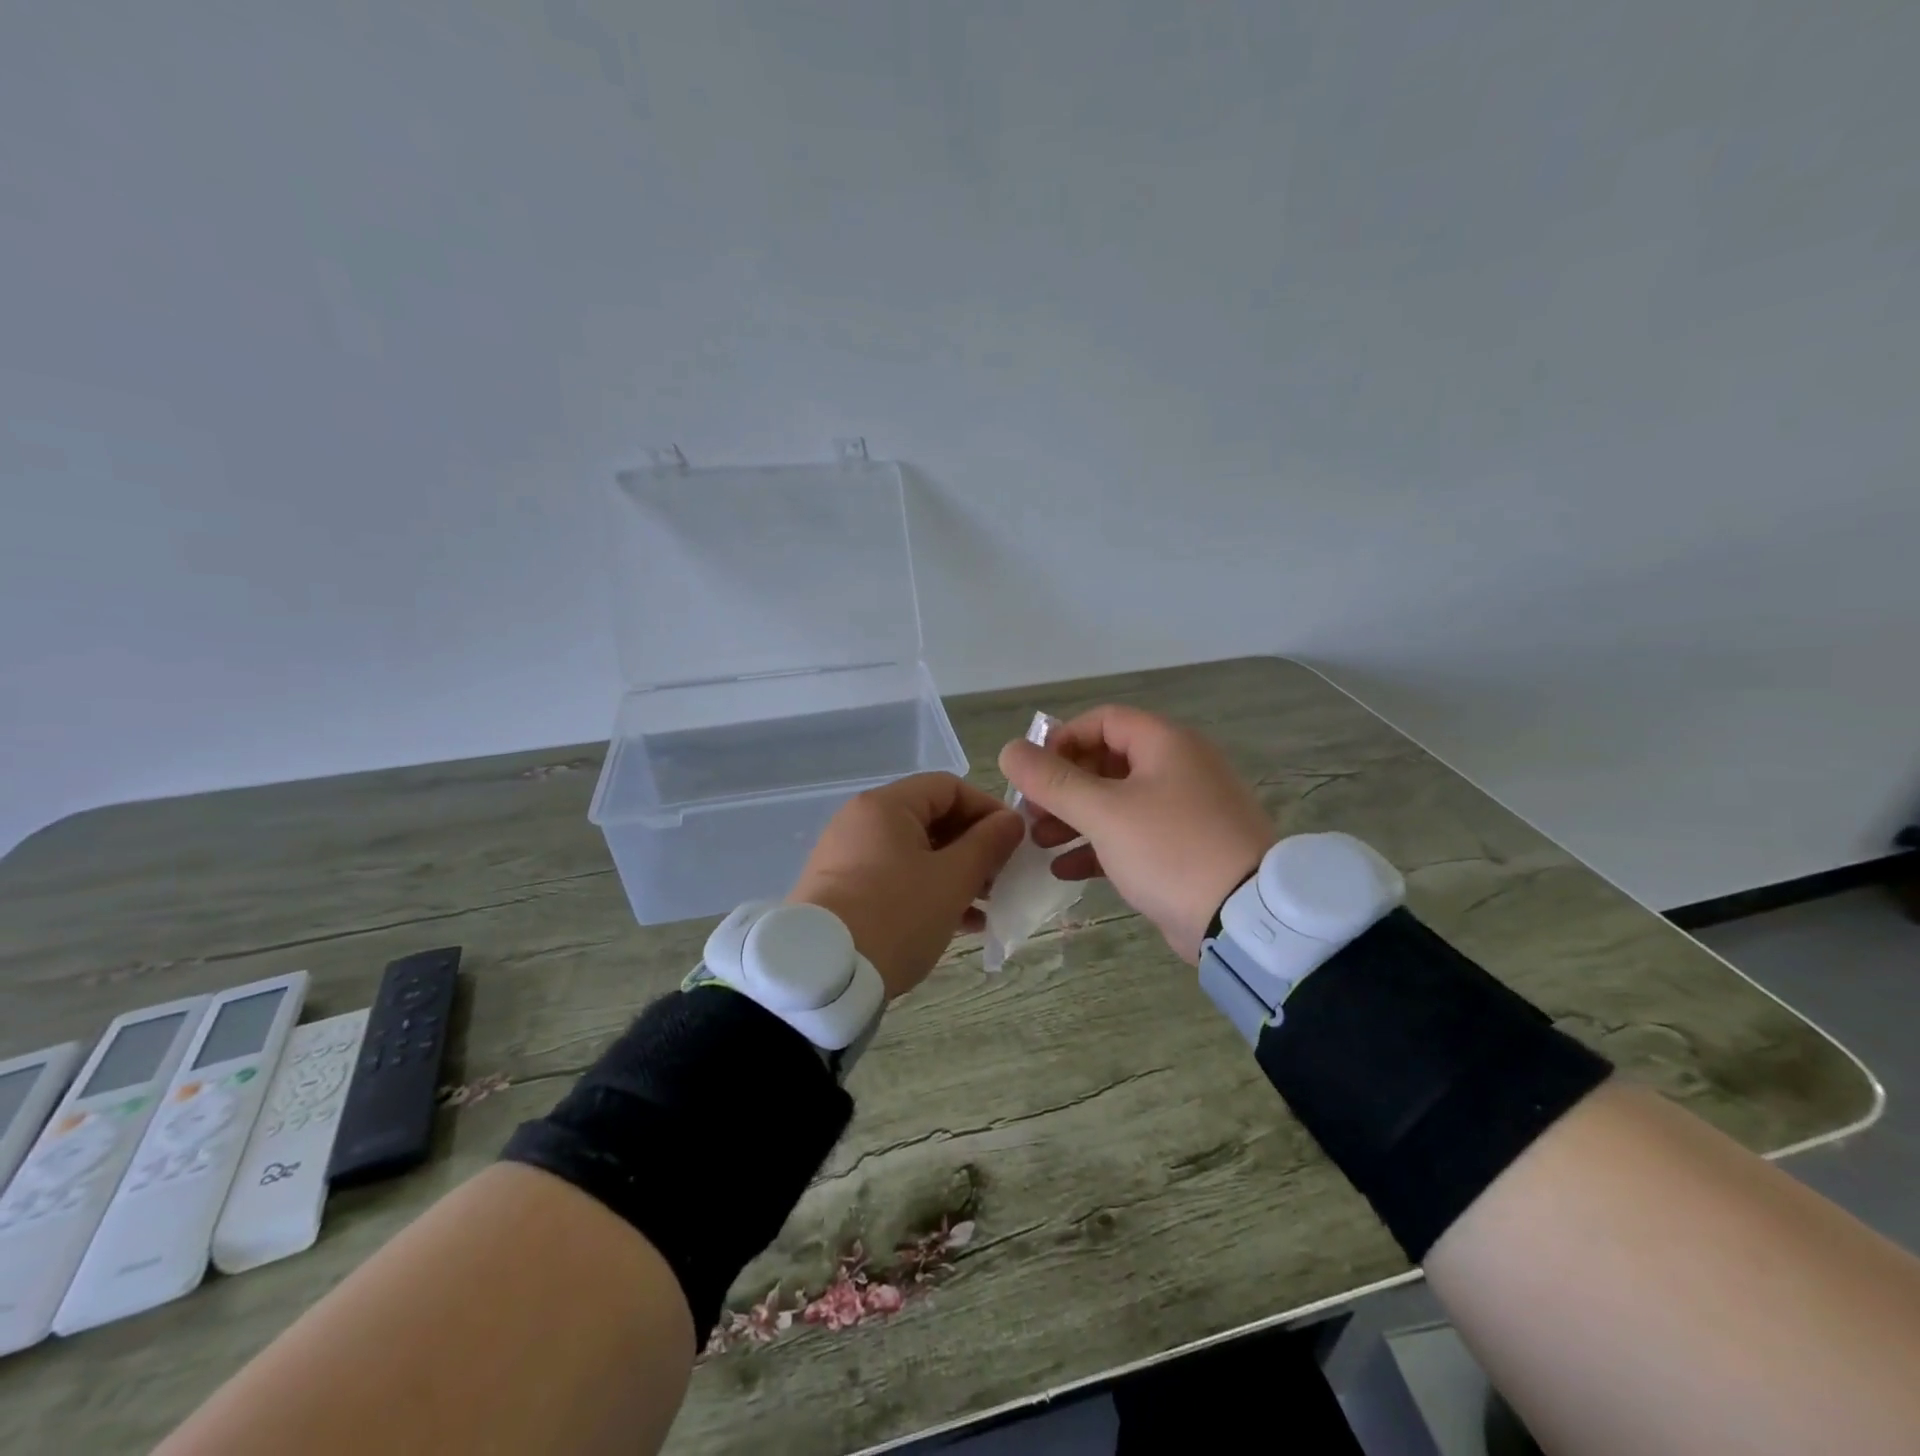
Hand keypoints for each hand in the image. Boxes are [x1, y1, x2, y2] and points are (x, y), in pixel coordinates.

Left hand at [789, 773, 1024, 1000]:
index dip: (987, 809)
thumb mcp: (952, 880)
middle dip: (974, 847)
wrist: (823, 975)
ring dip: (957, 873)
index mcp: (886, 806)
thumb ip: (988, 844)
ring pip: (917, 852)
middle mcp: (863, 822)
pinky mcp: (844, 890)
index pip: (949, 787)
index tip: (1014, 842)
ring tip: (987, 906)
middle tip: (1002, 878)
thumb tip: (1011, 821)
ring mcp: (849, 857)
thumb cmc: (896, 915)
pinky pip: (897, 877)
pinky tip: (961, 923)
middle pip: (932, 819)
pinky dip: (930, 891)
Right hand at [998, 706, 1276, 963]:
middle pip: (1107, 761)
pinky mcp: (1184, 849)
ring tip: (1039, 841)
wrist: (1244, 919)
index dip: (1062, 740)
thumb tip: (1009, 750)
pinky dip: (1098, 846)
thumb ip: (1052, 780)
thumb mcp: (1104, 812)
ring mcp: (1184, 810)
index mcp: (1166, 744)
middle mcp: (1178, 768)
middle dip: (1063, 786)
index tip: (1033, 772)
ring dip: (1074, 818)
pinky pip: (1133, 835)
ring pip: (1117, 802)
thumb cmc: (1171, 850)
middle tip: (1030, 811)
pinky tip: (1064, 869)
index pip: (1103, 720)